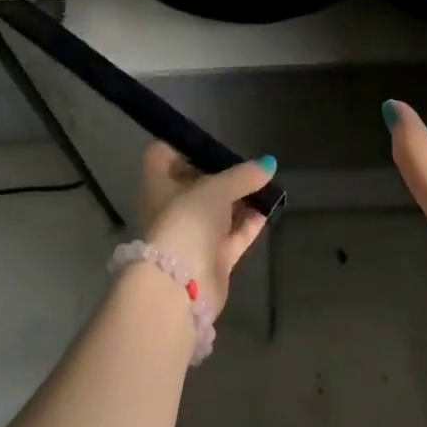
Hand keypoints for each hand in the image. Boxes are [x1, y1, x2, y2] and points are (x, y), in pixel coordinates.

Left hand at [134, 142, 274, 319]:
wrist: (182, 285)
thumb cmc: (187, 221)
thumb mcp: (216, 189)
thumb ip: (243, 176)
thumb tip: (268, 164)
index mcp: (158, 184)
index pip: (163, 155)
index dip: (182, 145)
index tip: (208, 141)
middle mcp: (171, 206)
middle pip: (195, 182)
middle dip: (220, 174)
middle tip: (247, 164)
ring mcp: (191, 234)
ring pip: (217, 210)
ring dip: (239, 199)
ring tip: (265, 184)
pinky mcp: (211, 257)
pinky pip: (233, 234)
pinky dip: (248, 223)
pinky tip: (269, 209)